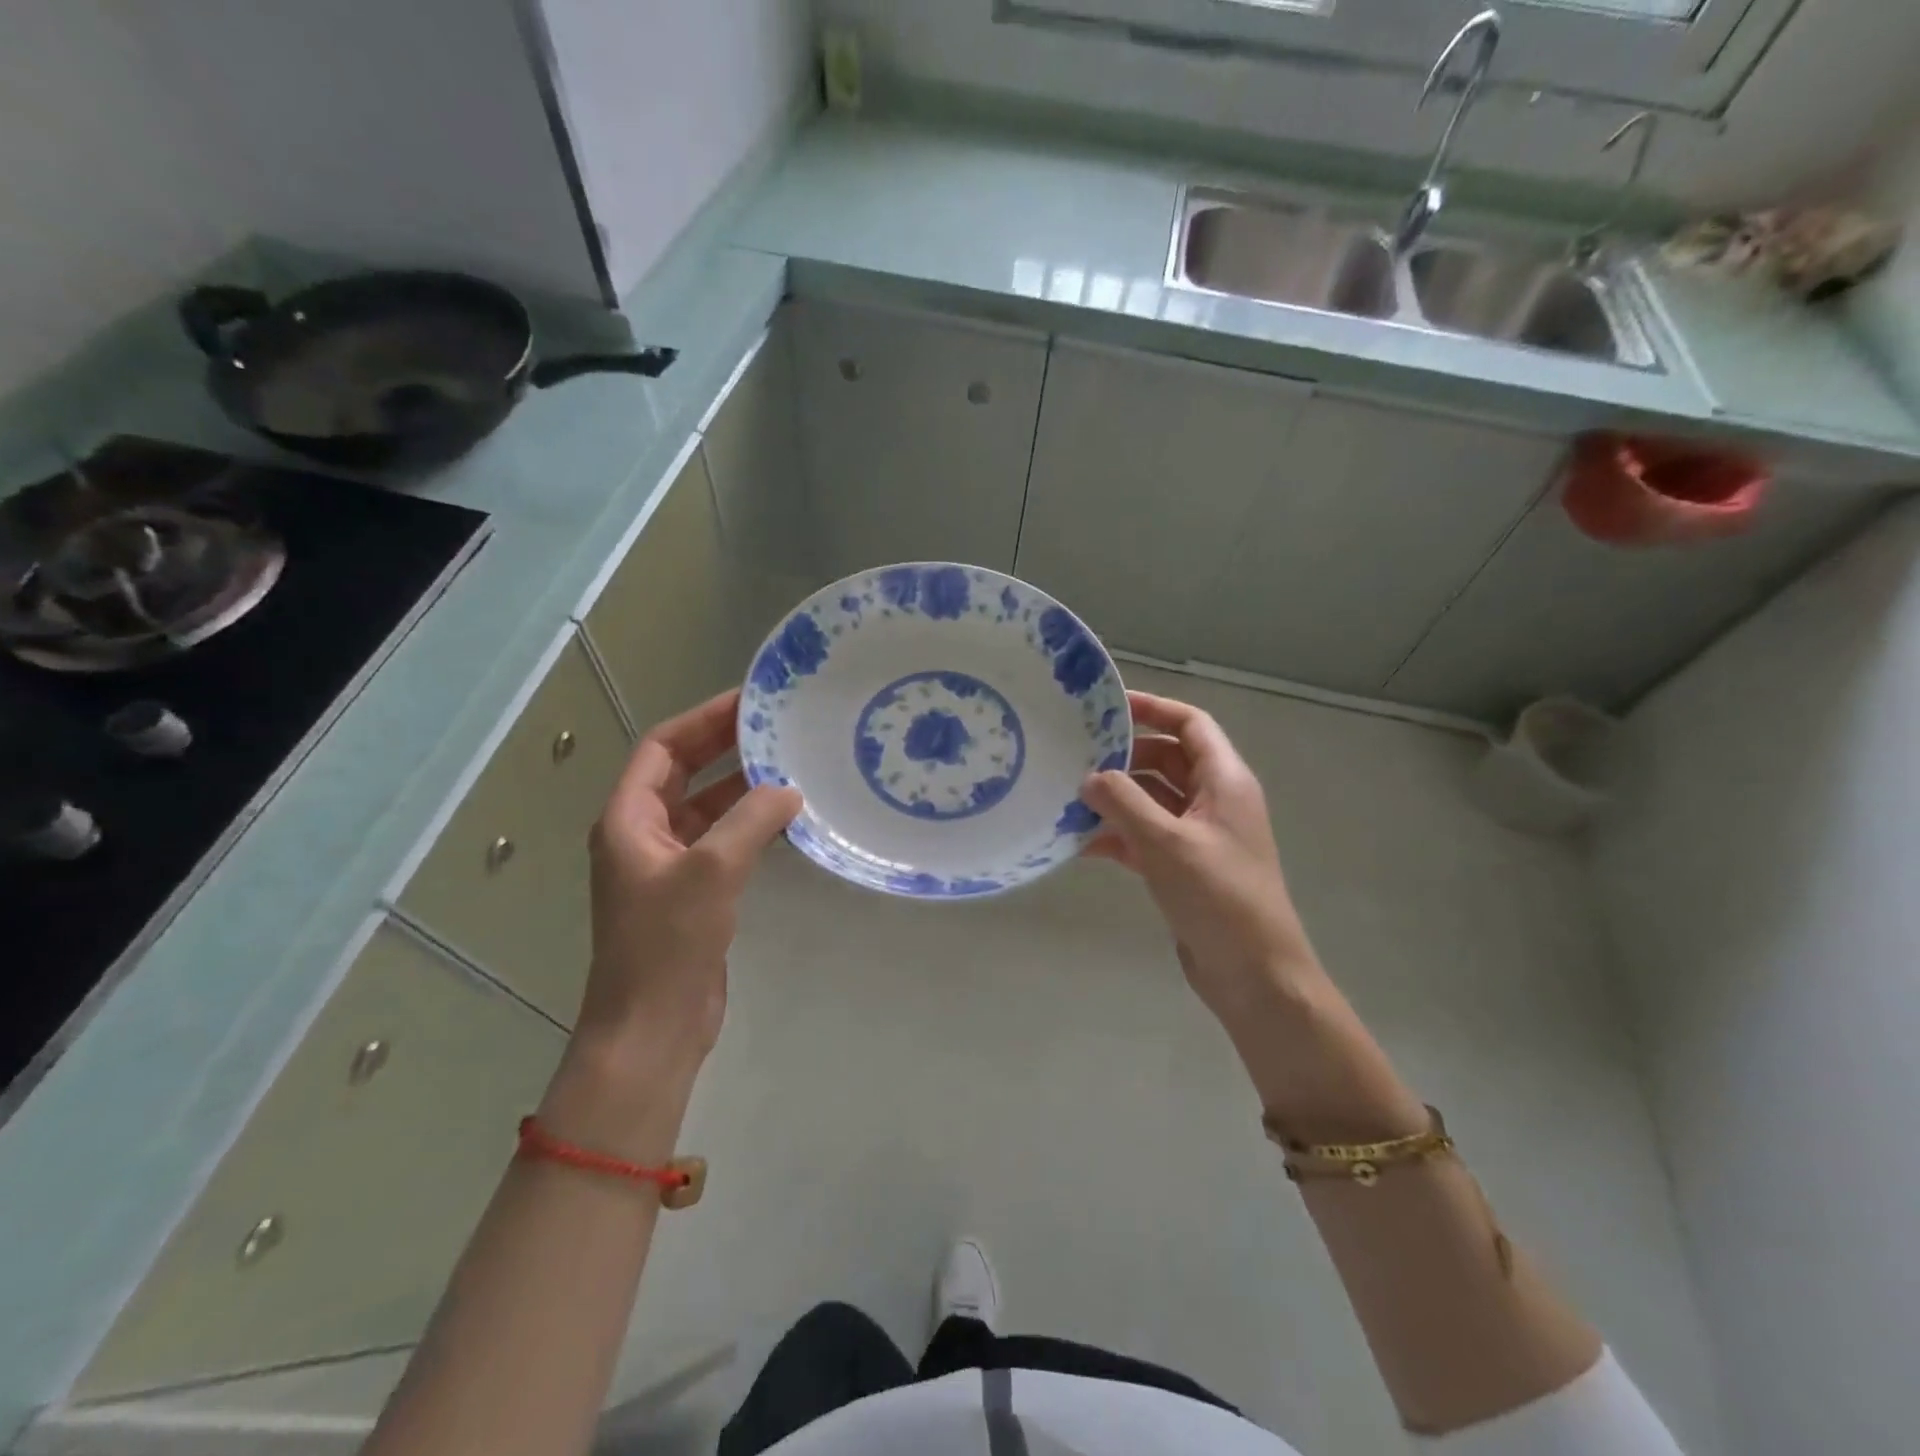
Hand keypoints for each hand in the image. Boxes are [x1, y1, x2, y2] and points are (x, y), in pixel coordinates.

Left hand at [574, 689, 800, 1077]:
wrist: (653, 1028)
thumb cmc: (667, 944)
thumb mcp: (712, 871)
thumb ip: (752, 821)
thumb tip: (789, 790)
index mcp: (628, 819)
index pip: (663, 748)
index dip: (703, 720)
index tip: (749, 702)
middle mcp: (644, 834)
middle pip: (685, 772)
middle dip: (726, 747)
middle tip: (777, 727)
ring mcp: (668, 865)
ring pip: (708, 808)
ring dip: (744, 788)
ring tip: (792, 766)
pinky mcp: (693, 892)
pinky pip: (723, 841)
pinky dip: (751, 825)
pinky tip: (789, 821)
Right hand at [1082, 692, 1320, 1030]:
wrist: (1254, 974)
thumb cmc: (1218, 897)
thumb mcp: (1166, 842)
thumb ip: (1123, 802)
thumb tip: (1089, 776)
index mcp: (1225, 781)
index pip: (1191, 725)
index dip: (1153, 709)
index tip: (1108, 706)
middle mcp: (1215, 801)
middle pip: (1167, 760)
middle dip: (1124, 757)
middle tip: (1076, 755)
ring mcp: (1200, 836)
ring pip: (1153, 800)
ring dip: (1116, 799)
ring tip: (1068, 798)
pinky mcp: (1185, 868)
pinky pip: (1146, 837)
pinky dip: (1118, 836)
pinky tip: (1080, 844)